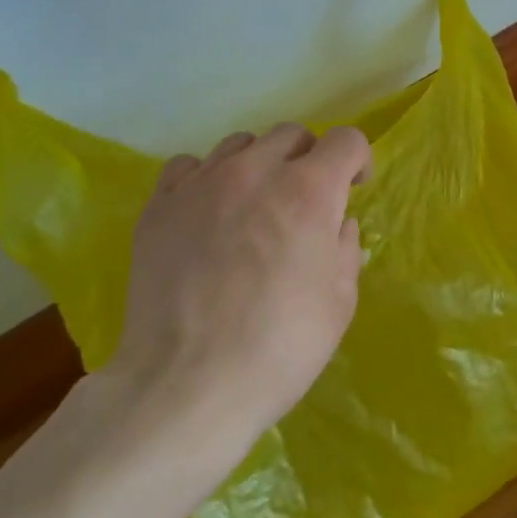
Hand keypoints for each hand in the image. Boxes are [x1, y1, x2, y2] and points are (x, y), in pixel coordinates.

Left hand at [110, 122, 372, 468]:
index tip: (353, 188)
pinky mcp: (159, 208)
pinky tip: (209, 213)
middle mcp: (256, 172)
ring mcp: (201, 185)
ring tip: (255, 204)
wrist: (189, 383)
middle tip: (307, 199)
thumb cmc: (281, 344)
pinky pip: (188, 167)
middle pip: (291, 134)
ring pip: (240, 144)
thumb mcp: (341, 299)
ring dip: (260, 165)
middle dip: (310, 158)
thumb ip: (345, 246)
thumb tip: (335, 224)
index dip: (357, 160)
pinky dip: (207, 178)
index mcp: (309, 191)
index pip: (346, 140)